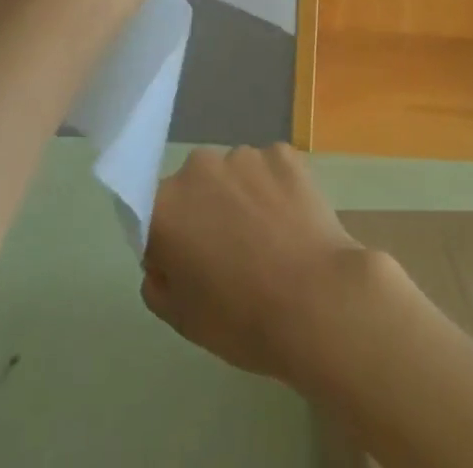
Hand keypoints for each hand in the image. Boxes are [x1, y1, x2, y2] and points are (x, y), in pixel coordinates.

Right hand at [142, 144, 375, 387]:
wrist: (320, 300)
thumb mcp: (183, 319)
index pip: (152, 213)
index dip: (168, 238)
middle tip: (232, 254)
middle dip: (206, 211)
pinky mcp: (283, 152)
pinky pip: (269, 169)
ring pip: (234, 175)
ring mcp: (244, 154)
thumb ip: (159, 280)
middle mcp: (198, 167)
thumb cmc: (244, 320)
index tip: (189, 262)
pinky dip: (275, 189)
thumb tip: (163, 257)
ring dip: (242, 197)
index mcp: (165, 206)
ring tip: (269, 239)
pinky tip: (292, 223)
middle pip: (195, 187)